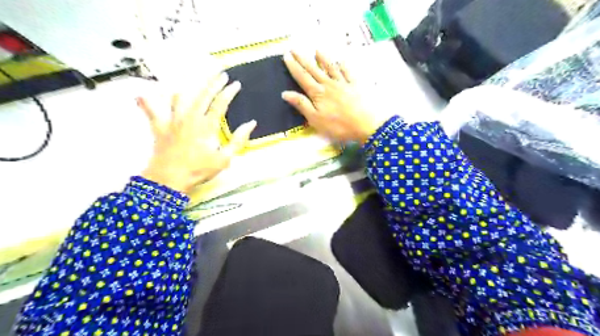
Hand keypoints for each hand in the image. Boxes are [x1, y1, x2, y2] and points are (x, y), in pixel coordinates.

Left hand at [136, 72, 255, 195]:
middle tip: (221, 74)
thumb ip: (238, 140)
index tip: (235, 84)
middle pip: (203, 95)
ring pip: (179, 97)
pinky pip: (151, 111)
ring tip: (192, 84)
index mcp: (207, 125)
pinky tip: (141, 95)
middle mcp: (190, 117)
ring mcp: (173, 120)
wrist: (170, 179)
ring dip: (188, 89)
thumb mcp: (225, 158)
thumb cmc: (199, 170)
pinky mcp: (159, 127)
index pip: (220, 103)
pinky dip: (146, 103)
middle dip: (213, 82)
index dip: (229, 91)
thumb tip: (251, 123)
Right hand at [281, 50, 383, 141]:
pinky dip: (344, 66)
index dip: (294, 67)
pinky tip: (341, 61)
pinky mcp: (356, 86)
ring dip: (323, 59)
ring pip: (331, 68)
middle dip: (303, 59)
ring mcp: (343, 83)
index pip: (303, 77)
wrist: (366, 124)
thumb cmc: (338, 126)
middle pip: (314, 70)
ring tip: (317, 50)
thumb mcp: (316, 119)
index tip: (286, 55)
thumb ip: (302, 105)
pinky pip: (348, 72)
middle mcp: (329, 84)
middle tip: (294, 49)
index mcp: (318, 93)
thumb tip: (285, 93)